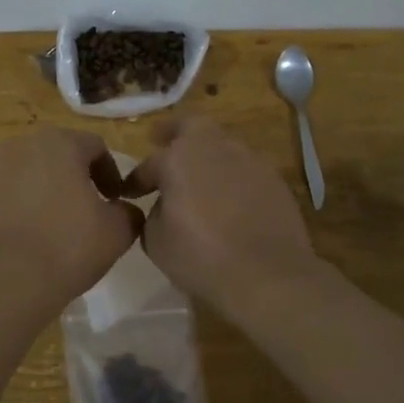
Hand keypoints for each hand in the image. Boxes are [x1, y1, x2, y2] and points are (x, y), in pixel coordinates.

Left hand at [0, 129, 140, 309]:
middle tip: (92, 209)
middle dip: (79, 177)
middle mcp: (24, 145)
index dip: (112, 173)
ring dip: (52, 189)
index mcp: (60, 143)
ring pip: (35, 172)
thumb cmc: (67, 246)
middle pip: (61, 154)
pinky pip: (13, 191)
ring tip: (63, 223)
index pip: (96, 147)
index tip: (116, 201)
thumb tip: (125, 210)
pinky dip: (28, 204)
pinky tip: (37, 234)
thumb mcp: (117, 231)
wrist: (4, 279)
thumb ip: (128, 212)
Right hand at [124, 116, 320, 314]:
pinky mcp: (275, 180)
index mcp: (179, 158)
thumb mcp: (156, 241)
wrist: (269, 276)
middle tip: (161, 139)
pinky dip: (231, 177)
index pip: (150, 163)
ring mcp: (251, 161)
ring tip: (198, 177)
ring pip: (222, 145)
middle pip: (192, 126)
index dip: (136, 179)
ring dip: (206, 156)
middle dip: (173, 131)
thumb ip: (153, 214)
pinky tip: (228, 199)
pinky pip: (245, 169)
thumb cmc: (201, 257)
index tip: (129, 193)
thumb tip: (164, 206)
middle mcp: (216, 148)